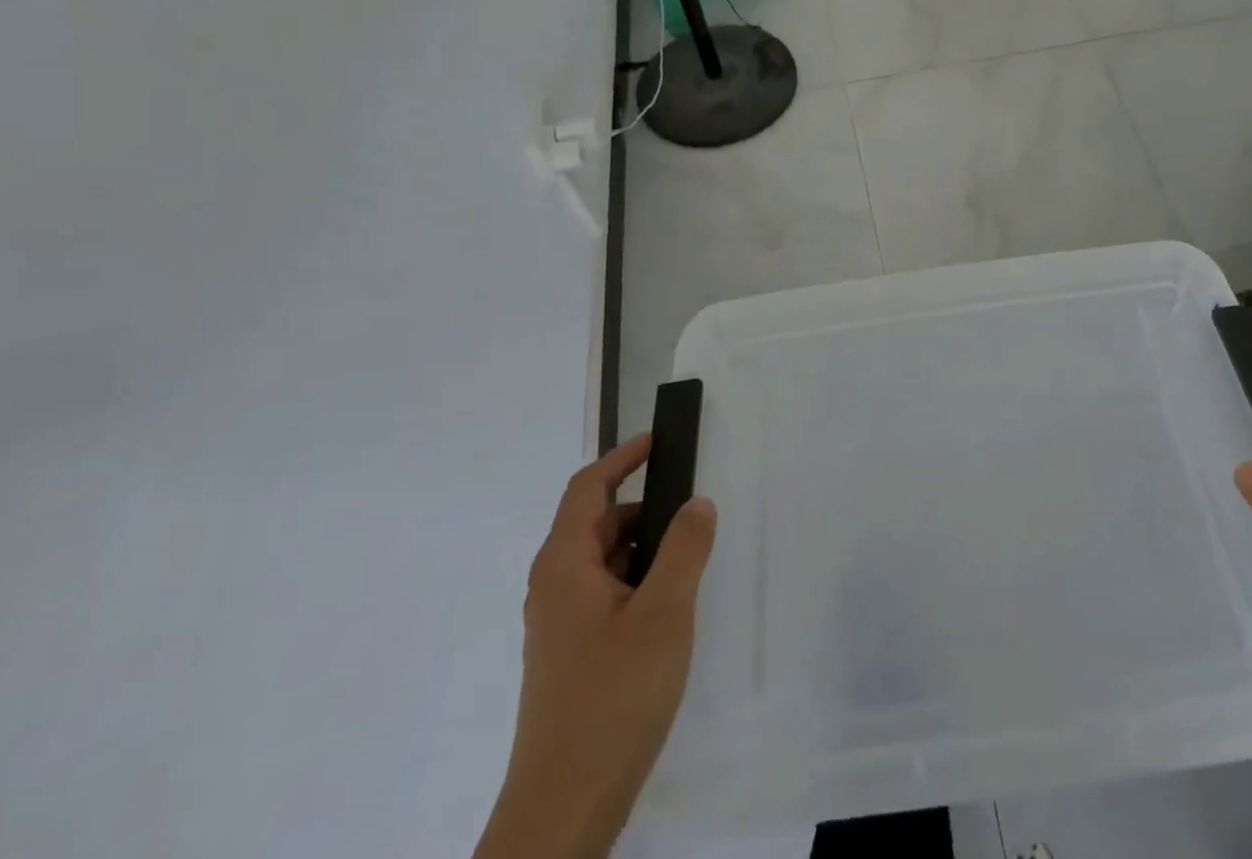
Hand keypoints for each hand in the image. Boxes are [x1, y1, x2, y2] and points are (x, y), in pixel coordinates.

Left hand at [475, 435, 717, 858]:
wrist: (564, 809)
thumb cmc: (613, 696)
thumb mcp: (664, 613)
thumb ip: (684, 548)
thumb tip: (696, 502)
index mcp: (564, 564)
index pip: (588, 487)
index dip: (623, 457)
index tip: (660, 441)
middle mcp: (554, 586)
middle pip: (598, 523)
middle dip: (645, 508)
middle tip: (695, 509)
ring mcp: (560, 624)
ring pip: (605, 562)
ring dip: (645, 549)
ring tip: (692, 559)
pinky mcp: (571, 655)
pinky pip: (606, 595)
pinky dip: (638, 582)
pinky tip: (671, 608)